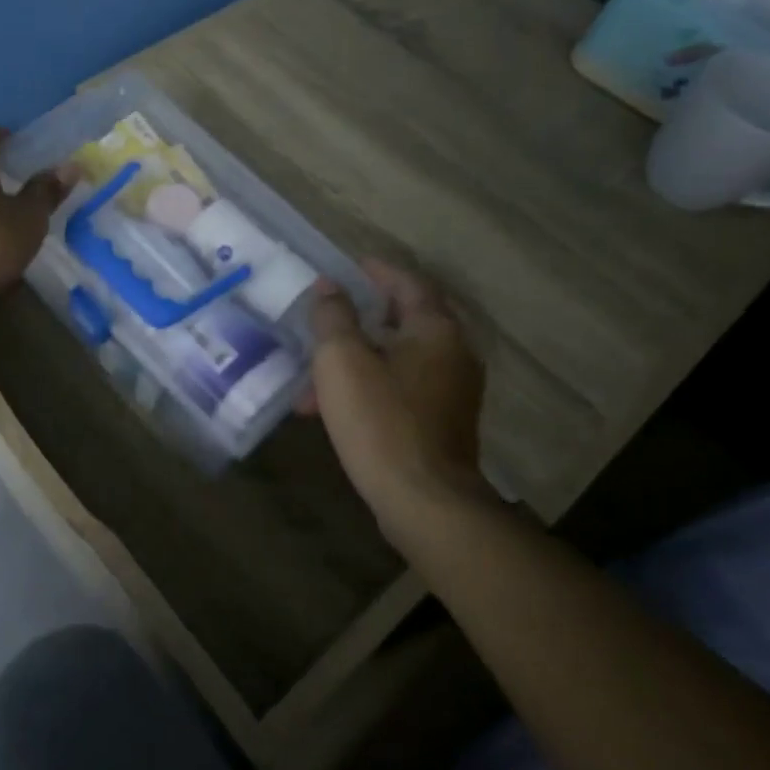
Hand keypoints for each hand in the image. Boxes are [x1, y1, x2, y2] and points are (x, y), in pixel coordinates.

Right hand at [304, 259, 490, 533]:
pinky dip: (372, 385)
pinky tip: (336, 407)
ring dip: (360, 359)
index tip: (348, 266)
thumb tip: (330, 288)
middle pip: (407, 320)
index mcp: (436, 330)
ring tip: (315, 376)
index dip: (377, 271)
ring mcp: (453, 392)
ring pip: (400, 359)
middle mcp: (454, 354)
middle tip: (330, 314)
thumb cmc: (381, 420)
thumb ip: (334, 317)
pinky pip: (403, 388)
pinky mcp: (444, 424)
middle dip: (363, 317)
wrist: (425, 502)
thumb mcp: (342, 360)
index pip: (408, 283)